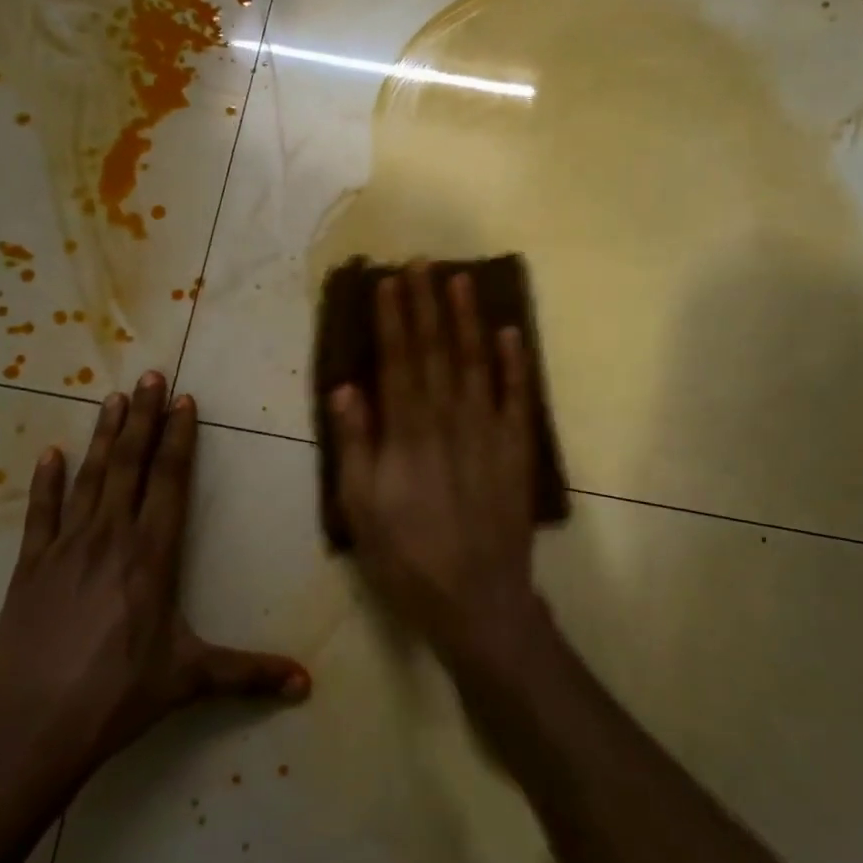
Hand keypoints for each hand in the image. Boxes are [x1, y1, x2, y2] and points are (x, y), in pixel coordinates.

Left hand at [0, 374, 310, 795]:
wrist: (28, 730)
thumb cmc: (116, 697)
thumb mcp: (189, 680)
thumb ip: (248, 674)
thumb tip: (306, 684)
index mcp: (152, 556)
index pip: (170, 482)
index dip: (179, 438)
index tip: (184, 401)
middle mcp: (111, 537)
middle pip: (131, 465)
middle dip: (145, 418)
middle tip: (151, 376)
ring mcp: (66, 548)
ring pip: (90, 477)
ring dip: (104, 436)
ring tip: (114, 397)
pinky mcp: (30, 566)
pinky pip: (41, 513)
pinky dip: (46, 481)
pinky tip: (50, 453)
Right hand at [330, 266, 542, 665]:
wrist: (476, 599)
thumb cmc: (407, 557)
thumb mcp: (361, 508)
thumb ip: (355, 444)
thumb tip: (345, 388)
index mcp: (407, 433)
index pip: (398, 361)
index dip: (393, 319)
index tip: (389, 281)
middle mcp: (448, 420)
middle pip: (436, 351)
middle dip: (427, 304)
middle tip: (423, 262)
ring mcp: (487, 432)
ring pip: (476, 363)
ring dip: (468, 320)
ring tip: (462, 280)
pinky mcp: (516, 450)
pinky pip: (517, 398)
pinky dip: (515, 364)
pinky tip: (510, 333)